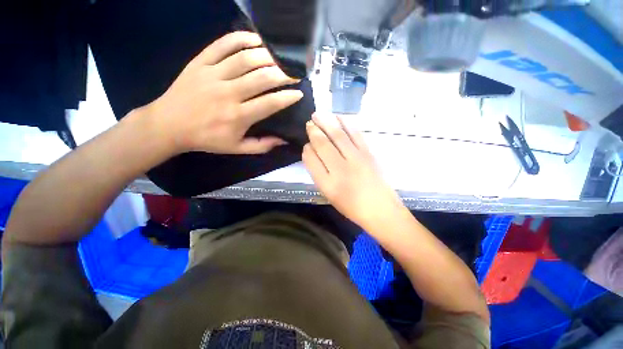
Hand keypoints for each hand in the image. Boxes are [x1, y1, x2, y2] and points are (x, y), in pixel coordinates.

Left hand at [146, 32, 302, 154]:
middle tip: (295, 73)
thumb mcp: (237, 149)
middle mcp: (228, 93)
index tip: (299, 93)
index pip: (270, 103)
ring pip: (245, 59)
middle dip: (283, 74)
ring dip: (267, 56)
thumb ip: (262, 146)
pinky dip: (241, 39)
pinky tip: (256, 39)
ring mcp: (213, 75)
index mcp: (238, 116)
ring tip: (280, 57)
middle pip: (261, 78)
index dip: (287, 97)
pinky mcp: (200, 63)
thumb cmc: (207, 139)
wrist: (169, 125)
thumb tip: (283, 140)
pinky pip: (222, 45)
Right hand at [302, 114, 405, 230]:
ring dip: (327, 123)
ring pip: (338, 136)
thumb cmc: (352, 206)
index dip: (307, 150)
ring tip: (318, 114)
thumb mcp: (329, 194)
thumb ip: (319, 174)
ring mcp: (356, 159)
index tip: (306, 145)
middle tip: (309, 122)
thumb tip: (312, 152)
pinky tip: (339, 117)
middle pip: (323, 145)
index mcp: (328, 184)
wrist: (381, 210)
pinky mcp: (369, 154)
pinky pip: (355, 134)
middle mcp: (340, 169)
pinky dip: (346, 123)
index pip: (311, 160)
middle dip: (314, 131)